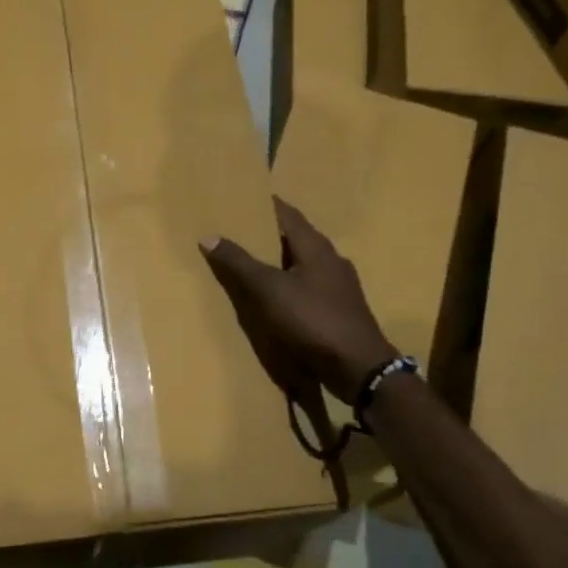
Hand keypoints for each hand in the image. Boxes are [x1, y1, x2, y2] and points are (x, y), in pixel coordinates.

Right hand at [200, 196, 396, 410]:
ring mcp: (339, 286)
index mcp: (316, 247)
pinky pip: (309, 287)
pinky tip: (276, 297)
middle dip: (270, 234)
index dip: (267, 206)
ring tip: (252, 263)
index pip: (288, 214)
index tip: (243, 200)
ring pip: (303, 264)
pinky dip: (289, 284)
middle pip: (296, 238)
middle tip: (240, 231)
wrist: (358, 367)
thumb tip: (209, 235)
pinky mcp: (340, 310)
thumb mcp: (268, 289)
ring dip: (280, 261)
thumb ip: (239, 262)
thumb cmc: (312, 319)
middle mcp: (332, 259)